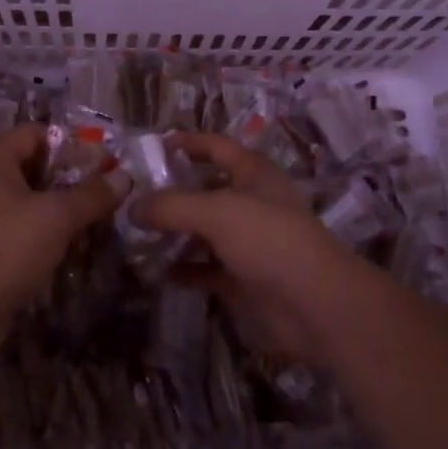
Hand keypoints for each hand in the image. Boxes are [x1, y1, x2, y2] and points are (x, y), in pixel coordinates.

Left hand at [0, 123, 129, 327]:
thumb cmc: (5, 248)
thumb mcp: (56, 217)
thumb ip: (91, 195)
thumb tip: (125, 177)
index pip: (37, 133)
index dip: (71, 143)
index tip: (103, 162)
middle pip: (33, 165)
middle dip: (69, 177)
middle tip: (103, 191)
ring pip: (28, 198)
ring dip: (59, 206)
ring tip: (92, 218)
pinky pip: (20, 225)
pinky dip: (43, 230)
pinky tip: (68, 244)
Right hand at [137, 133, 358, 366]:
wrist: (316, 306)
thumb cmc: (269, 239)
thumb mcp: (216, 212)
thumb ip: (171, 206)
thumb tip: (131, 207)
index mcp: (253, 173)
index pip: (216, 146)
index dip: (188, 142)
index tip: (154, 145)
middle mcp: (251, 202)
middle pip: (206, 189)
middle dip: (173, 191)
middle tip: (134, 195)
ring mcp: (249, 242)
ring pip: (204, 231)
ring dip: (175, 232)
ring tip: (137, 233)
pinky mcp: (245, 279)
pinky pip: (207, 269)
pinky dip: (185, 269)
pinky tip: (158, 271)